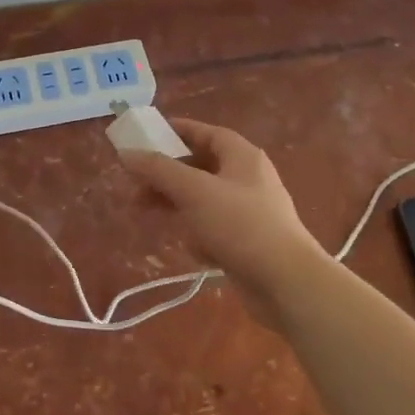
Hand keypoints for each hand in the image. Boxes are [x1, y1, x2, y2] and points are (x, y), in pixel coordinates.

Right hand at [117, 118, 330, 322]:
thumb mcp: (194, 191)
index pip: (207, 132)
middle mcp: (248, 179)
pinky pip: (214, 228)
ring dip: (176, 204)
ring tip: (145, 212)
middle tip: (135, 182)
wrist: (287, 283)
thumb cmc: (241, 225)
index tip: (147, 136)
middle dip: (167, 174)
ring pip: (203, 199)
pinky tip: (194, 249)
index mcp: (242, 157)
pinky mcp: (247, 241)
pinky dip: (199, 234)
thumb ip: (158, 170)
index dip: (178, 131)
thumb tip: (127, 153)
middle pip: (200, 167)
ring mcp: (249, 211)